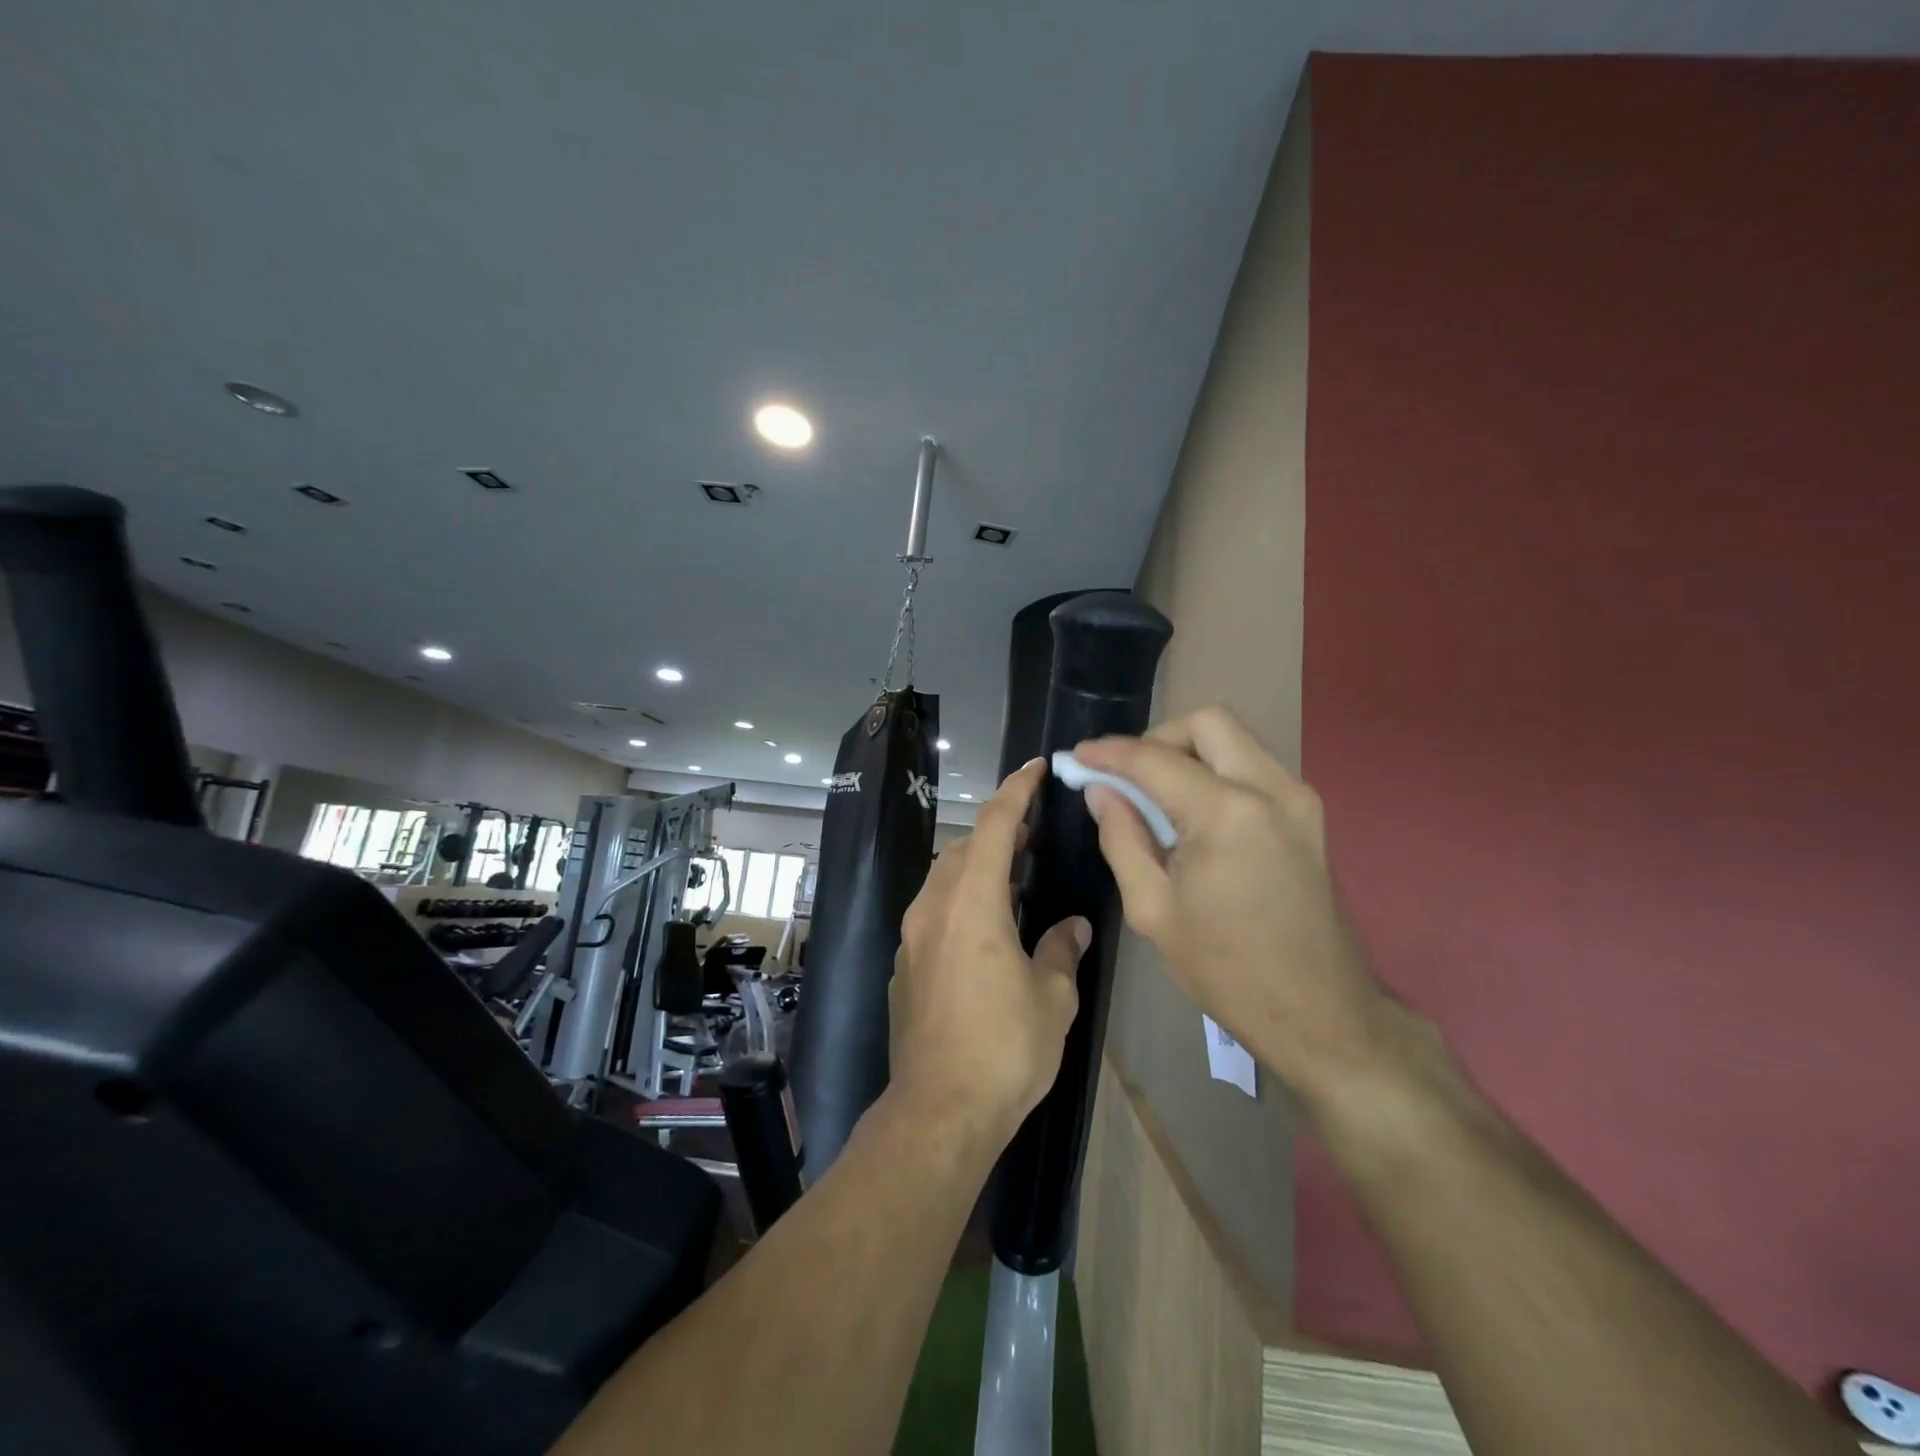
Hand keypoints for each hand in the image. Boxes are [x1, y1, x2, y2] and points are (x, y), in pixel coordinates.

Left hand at [889, 759, 1088, 1146]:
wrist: (938, 1110)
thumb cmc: (1004, 1048)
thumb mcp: (1051, 997)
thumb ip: (1062, 949)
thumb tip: (1072, 927)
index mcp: (972, 903)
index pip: (993, 826)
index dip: (1015, 791)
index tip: (1035, 767)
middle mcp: (933, 908)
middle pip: (963, 848)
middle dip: (997, 830)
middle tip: (1034, 831)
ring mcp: (912, 937)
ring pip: (944, 878)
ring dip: (977, 865)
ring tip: (1015, 873)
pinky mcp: (904, 965)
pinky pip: (934, 912)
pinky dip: (961, 899)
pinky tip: (986, 926)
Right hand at [1075, 706, 1399, 1112]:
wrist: (1320, 1012)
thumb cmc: (1226, 969)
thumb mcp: (1153, 910)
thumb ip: (1122, 838)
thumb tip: (1101, 790)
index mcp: (1227, 814)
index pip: (1155, 759)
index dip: (1110, 753)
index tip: (1078, 756)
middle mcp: (1270, 789)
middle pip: (1208, 723)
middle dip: (1158, 739)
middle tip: (1127, 777)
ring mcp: (1298, 798)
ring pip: (1235, 739)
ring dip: (1189, 752)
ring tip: (1156, 796)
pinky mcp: (1309, 814)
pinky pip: (1253, 767)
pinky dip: (1216, 771)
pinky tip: (1193, 813)